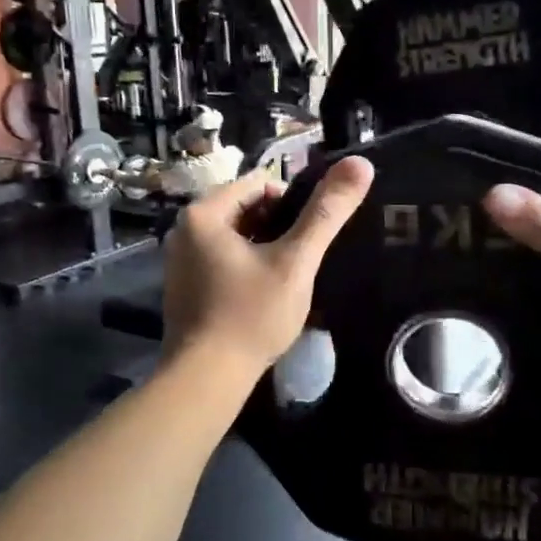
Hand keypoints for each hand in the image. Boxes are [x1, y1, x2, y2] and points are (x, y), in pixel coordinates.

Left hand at [162, 157, 374, 375]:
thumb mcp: (296, 262)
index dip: (293, 203)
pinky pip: (221, 261)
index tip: (310, 236)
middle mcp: (183, 230)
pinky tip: (262, 297)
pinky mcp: (184, 287)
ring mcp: (180, 260)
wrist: (207, 378)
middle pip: (245, 209)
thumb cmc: (251, 315)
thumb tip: (361, 163)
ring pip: (235, 238)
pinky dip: (245, 269)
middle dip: (278, 228)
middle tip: (301, 261)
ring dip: (264, 250)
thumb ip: (327, 213)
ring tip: (287, 280)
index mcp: (203, 213)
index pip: (259, 183)